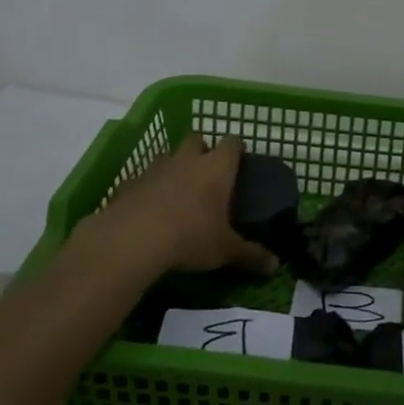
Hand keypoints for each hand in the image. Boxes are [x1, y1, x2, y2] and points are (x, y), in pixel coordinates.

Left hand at [69, 133, 277, 278]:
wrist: (132, 240)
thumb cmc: (190, 237)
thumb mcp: (225, 250)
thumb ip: (251, 255)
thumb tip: (275, 266)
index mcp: (216, 168)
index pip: (232, 143)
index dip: (237, 149)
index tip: (240, 161)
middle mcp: (187, 160)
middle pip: (197, 139)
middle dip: (202, 149)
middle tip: (207, 173)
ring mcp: (155, 169)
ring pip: (167, 155)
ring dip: (174, 166)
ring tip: (177, 190)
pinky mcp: (128, 184)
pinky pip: (141, 179)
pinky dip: (147, 188)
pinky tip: (148, 208)